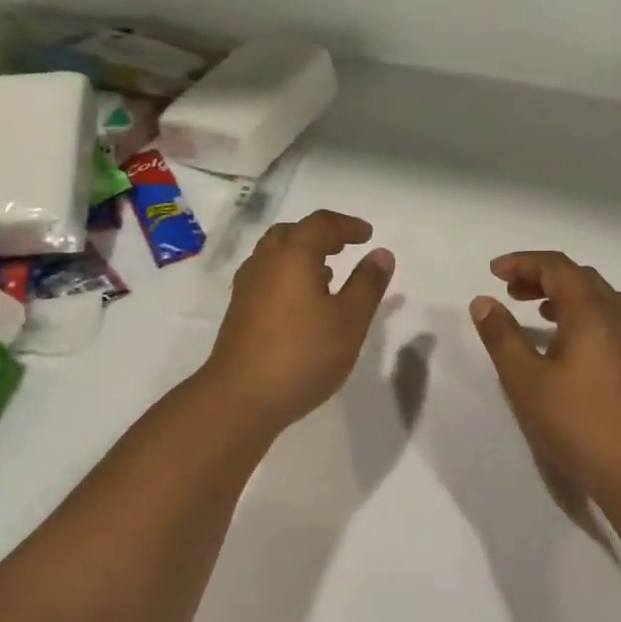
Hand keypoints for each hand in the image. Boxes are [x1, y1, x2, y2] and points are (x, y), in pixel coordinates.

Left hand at [201, 210, 393, 431]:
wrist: (241, 397)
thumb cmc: (303, 353)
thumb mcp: (349, 320)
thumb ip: (367, 284)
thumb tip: (380, 253)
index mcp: (292, 255)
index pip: (321, 224)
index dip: (347, 225)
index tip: (367, 235)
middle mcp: (265, 262)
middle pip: (292, 233)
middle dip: (320, 235)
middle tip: (344, 247)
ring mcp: (247, 287)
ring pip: (275, 255)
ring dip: (302, 256)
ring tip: (328, 274)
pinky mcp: (240, 311)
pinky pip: (267, 277)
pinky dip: (288, 276)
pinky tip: (303, 303)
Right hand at [470, 252, 620, 497]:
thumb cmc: (577, 422)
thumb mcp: (525, 380)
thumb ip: (501, 337)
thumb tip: (483, 302)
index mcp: (591, 312)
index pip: (557, 267)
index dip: (523, 262)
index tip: (493, 272)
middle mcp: (617, 315)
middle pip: (578, 277)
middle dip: (541, 276)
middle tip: (510, 291)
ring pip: (597, 297)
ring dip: (562, 294)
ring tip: (535, 311)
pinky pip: (608, 317)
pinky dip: (580, 313)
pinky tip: (565, 342)